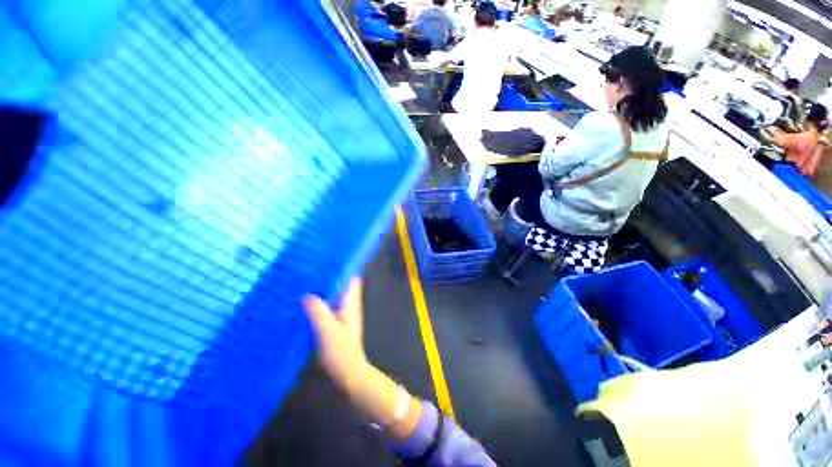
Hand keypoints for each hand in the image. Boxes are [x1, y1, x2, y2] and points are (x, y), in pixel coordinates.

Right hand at [304, 280, 423, 438]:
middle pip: (341, 285)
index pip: (351, 279)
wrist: (348, 373)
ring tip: (305, 280)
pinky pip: (328, 307)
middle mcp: (349, 305)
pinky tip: (304, 302)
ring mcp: (343, 314)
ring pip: (334, 295)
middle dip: (330, 277)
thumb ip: (318, 312)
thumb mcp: (328, 331)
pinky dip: (319, 302)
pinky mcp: (335, 324)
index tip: (329, 258)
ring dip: (323, 289)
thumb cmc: (341, 351)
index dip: (344, 267)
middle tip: (311, 268)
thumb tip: (307, 294)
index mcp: (351, 303)